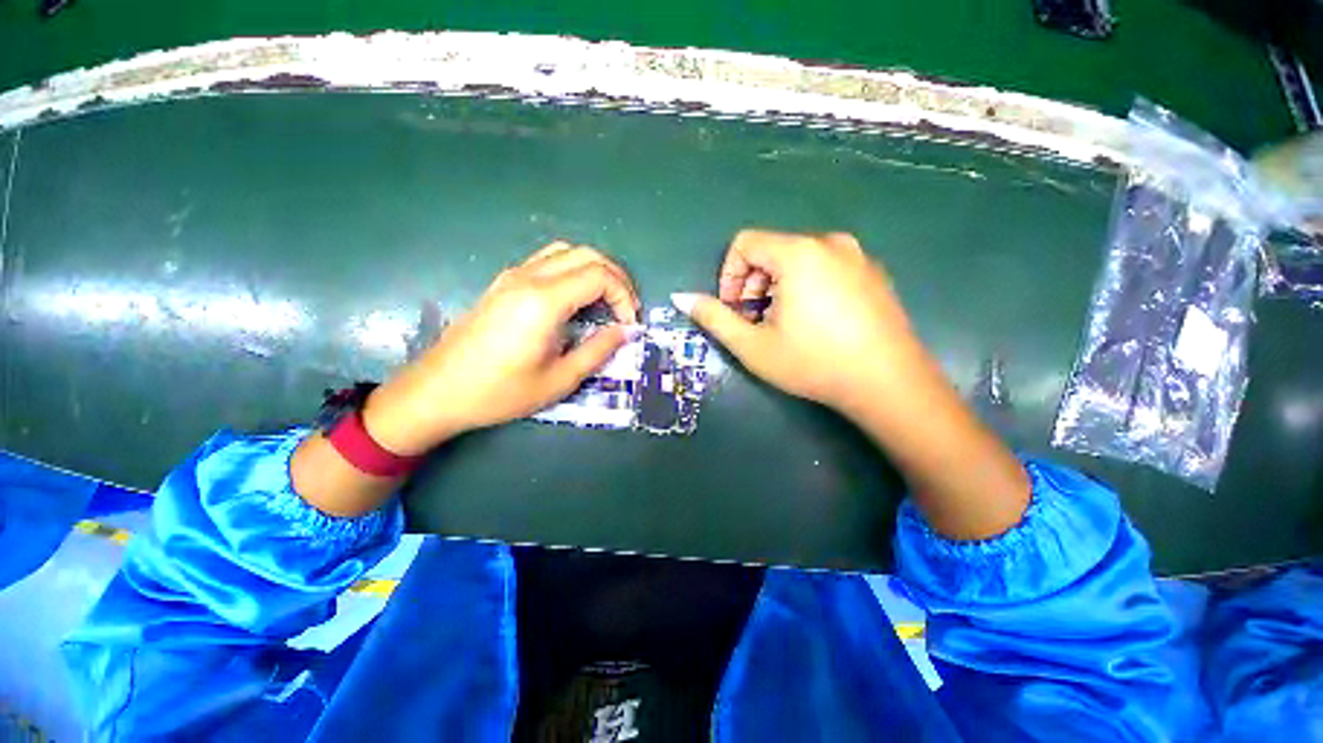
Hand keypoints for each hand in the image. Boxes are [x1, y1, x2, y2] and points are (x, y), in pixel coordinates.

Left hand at [364, 242, 639, 454]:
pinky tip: (576, 299)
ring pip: (567, 251)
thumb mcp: (559, 380)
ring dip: (595, 269)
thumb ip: (598, 350)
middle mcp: (529, 277)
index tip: (629, 324)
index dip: (624, 296)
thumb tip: (625, 331)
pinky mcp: (504, 282)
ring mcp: (513, 276)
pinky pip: (548, 261)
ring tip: (607, 300)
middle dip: (616, 278)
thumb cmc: (500, 392)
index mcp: (544, 301)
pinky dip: (573, 270)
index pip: (600, 276)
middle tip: (626, 309)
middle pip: (587, 255)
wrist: (437, 391)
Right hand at [673, 229, 934, 416]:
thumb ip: (714, 318)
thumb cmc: (813, 363)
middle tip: (755, 321)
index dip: (729, 275)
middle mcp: (829, 243)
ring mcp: (857, 256)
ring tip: (782, 325)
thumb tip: (680, 297)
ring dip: (777, 287)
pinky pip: (825, 267)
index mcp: (798, 253)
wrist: (888, 383)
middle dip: (753, 284)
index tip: (733, 309)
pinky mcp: (873, 272)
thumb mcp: (753, 345)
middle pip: (772, 250)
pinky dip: (806, 287)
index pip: (745, 243)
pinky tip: (814, 323)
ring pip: (798, 260)